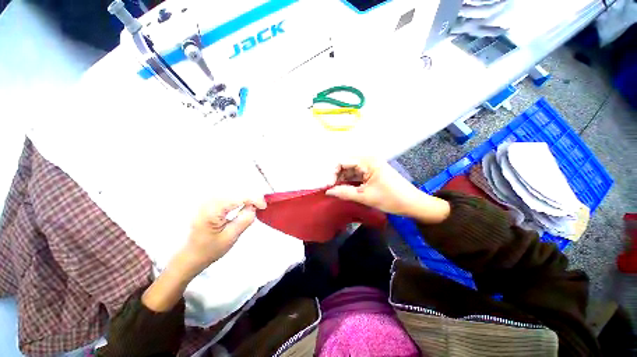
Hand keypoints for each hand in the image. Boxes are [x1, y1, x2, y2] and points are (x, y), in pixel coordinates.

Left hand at [142, 195, 266, 311]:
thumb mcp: (231, 237)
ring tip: (253, 206)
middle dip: (251, 196)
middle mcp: (208, 201)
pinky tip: (243, 204)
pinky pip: (228, 194)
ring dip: (245, 196)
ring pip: (233, 190)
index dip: (254, 199)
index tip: (264, 206)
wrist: (190, 255)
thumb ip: (244, 219)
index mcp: (212, 210)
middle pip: (236, 190)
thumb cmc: (209, 250)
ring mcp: (207, 200)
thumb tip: (254, 206)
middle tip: (259, 207)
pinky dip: (239, 197)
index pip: (239, 197)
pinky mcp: (209, 201)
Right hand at [326, 157, 449, 222]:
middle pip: (346, 164)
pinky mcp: (373, 171)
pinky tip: (345, 188)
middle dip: (337, 176)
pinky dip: (350, 181)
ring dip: (343, 179)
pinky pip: (357, 174)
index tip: (328, 186)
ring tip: (336, 190)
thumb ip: (344, 193)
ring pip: (351, 170)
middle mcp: (368, 159)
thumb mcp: (365, 196)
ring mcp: (371, 165)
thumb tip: (328, 192)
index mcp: (368, 161)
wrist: (413, 204)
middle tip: (331, 189)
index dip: (332, 173)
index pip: (342, 162)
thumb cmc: (391, 199)